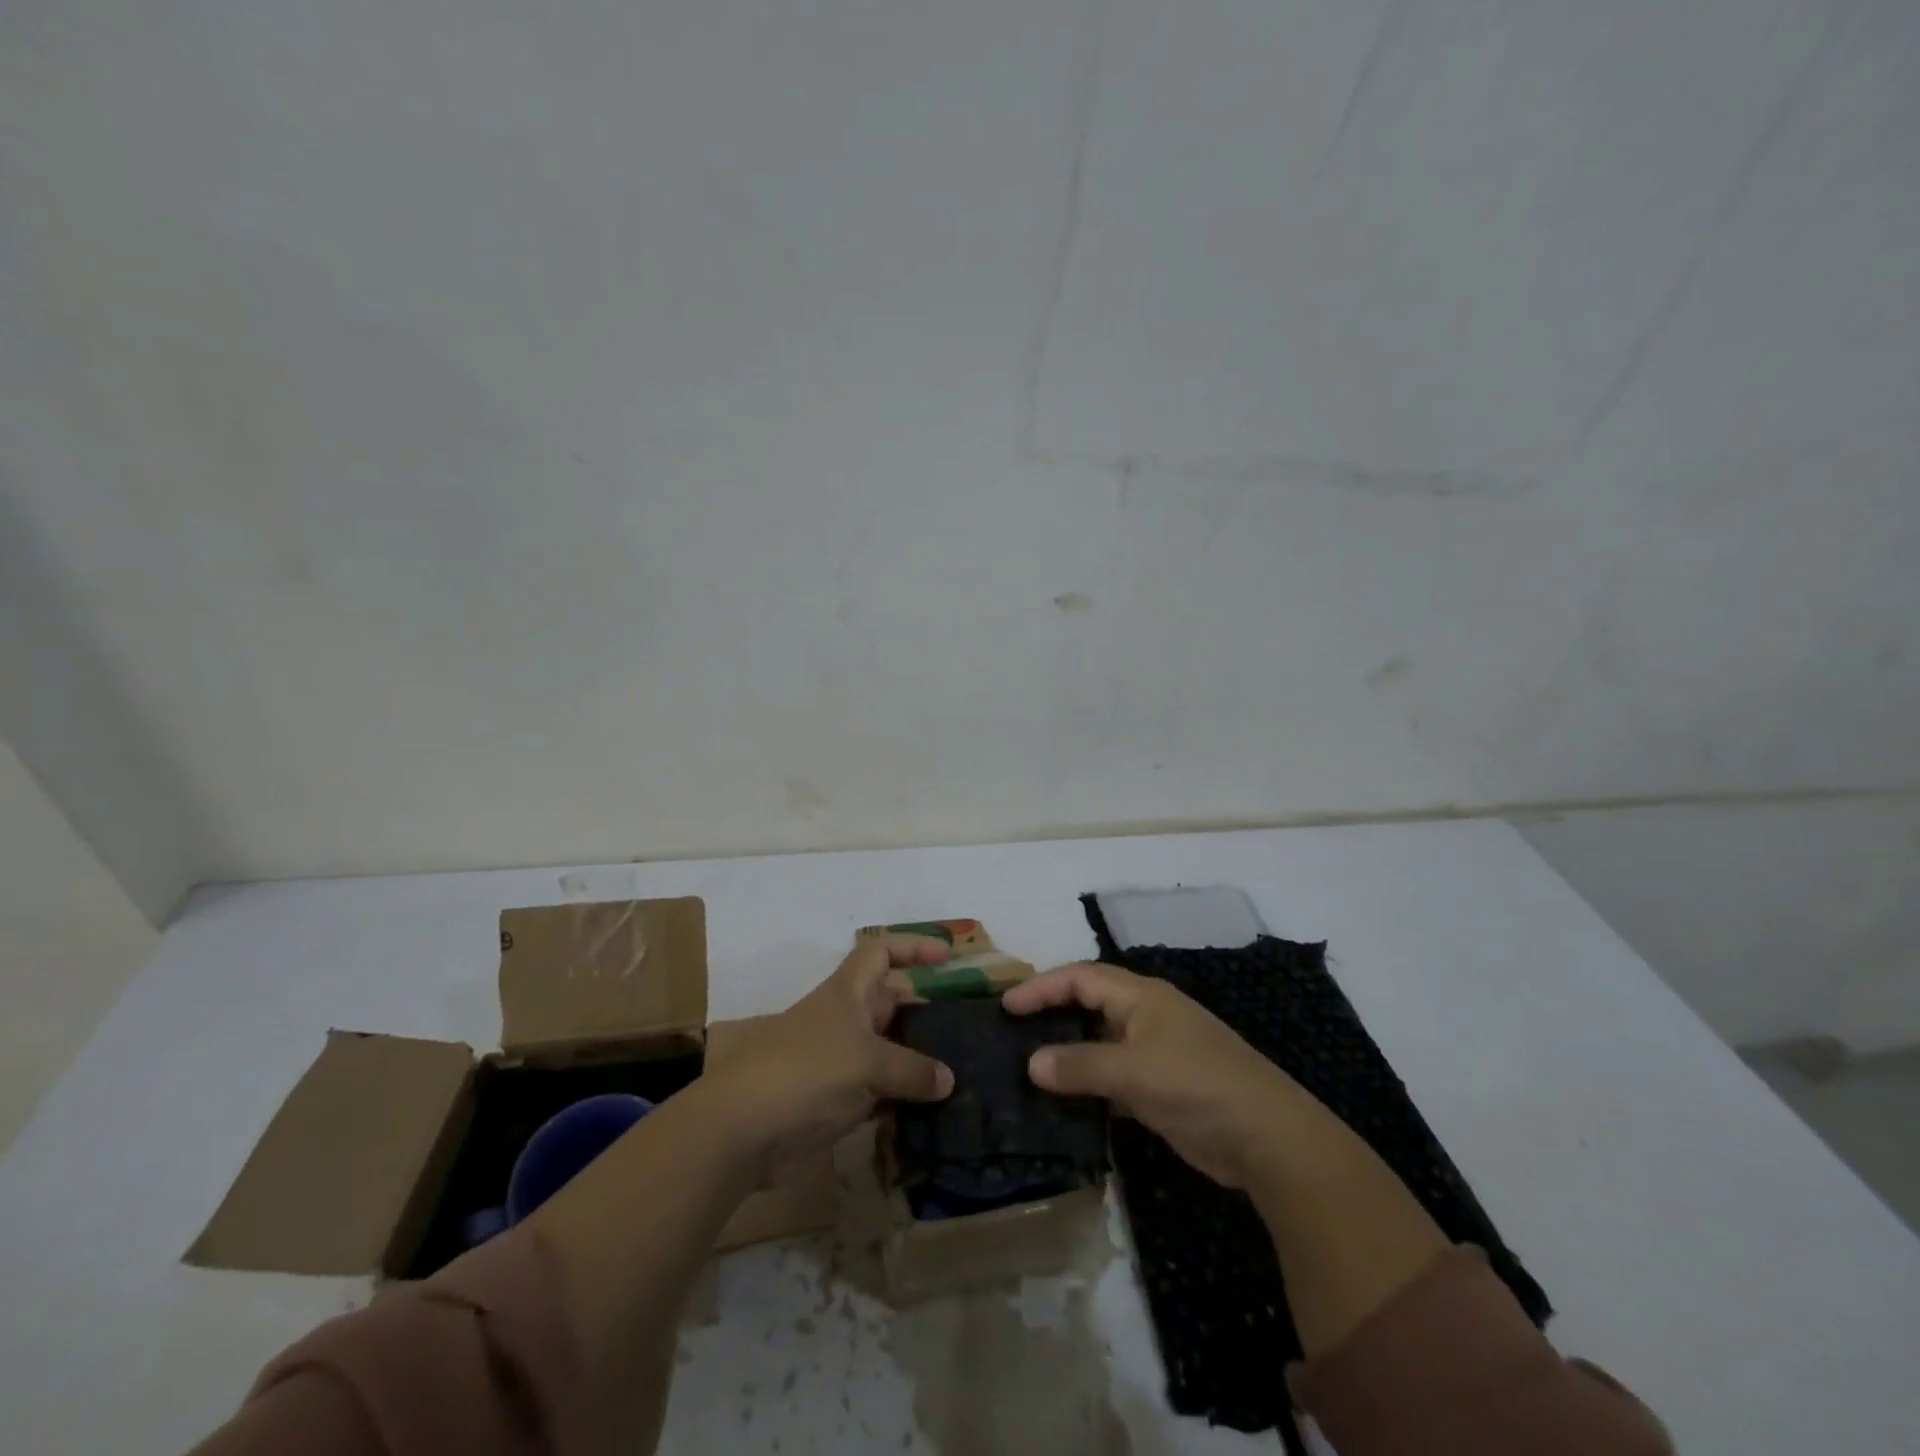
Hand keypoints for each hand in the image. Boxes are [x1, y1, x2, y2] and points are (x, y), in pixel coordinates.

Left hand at [702, 934, 955, 1184]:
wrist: (743, 1130)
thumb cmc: (806, 1072)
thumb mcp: (867, 1062)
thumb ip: (912, 1069)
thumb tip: (948, 1080)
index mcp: (847, 993)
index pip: (880, 953)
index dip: (912, 947)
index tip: (947, 956)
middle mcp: (845, 1021)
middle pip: (892, 1004)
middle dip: (926, 1011)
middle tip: (968, 1028)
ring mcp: (841, 1062)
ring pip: (889, 1051)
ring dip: (919, 1062)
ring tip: (963, 1074)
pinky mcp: (837, 1102)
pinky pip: (880, 1093)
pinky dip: (904, 1101)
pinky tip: (935, 1114)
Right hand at [1003, 961, 1310, 1187]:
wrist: (1267, 1138)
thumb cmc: (1198, 1086)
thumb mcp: (1134, 1072)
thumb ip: (1080, 1065)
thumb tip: (1031, 1064)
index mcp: (1141, 996)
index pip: (1080, 978)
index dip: (1042, 988)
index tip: (1006, 1007)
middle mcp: (1145, 1016)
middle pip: (1089, 1004)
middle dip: (1051, 1013)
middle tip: (1011, 1031)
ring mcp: (1155, 1052)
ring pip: (1099, 1042)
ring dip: (1068, 1051)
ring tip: (1028, 1066)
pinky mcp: (1160, 1087)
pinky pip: (1112, 1075)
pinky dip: (1087, 1083)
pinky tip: (1063, 1101)